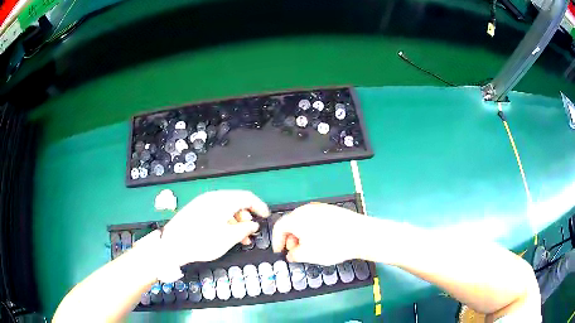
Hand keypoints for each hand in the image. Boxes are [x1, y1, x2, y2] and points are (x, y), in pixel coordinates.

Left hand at [161, 190, 269, 263]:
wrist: (172, 244)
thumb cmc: (202, 242)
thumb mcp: (227, 238)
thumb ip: (244, 229)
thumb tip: (253, 224)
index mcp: (222, 200)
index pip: (247, 197)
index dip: (259, 206)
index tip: (266, 217)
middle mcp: (213, 197)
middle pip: (236, 201)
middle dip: (246, 216)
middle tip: (250, 232)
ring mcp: (203, 202)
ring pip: (226, 207)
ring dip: (236, 220)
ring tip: (239, 237)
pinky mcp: (196, 209)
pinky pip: (216, 210)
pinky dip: (225, 220)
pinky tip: (225, 233)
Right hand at [272, 203, 375, 265]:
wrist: (360, 235)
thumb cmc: (331, 245)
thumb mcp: (308, 255)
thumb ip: (294, 255)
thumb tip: (292, 254)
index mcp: (297, 218)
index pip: (279, 227)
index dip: (276, 241)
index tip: (280, 252)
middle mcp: (307, 209)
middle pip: (291, 223)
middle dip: (290, 238)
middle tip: (295, 251)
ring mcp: (321, 208)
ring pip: (304, 221)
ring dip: (301, 235)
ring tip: (309, 248)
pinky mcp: (332, 210)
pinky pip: (316, 220)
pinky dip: (313, 230)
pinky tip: (322, 241)